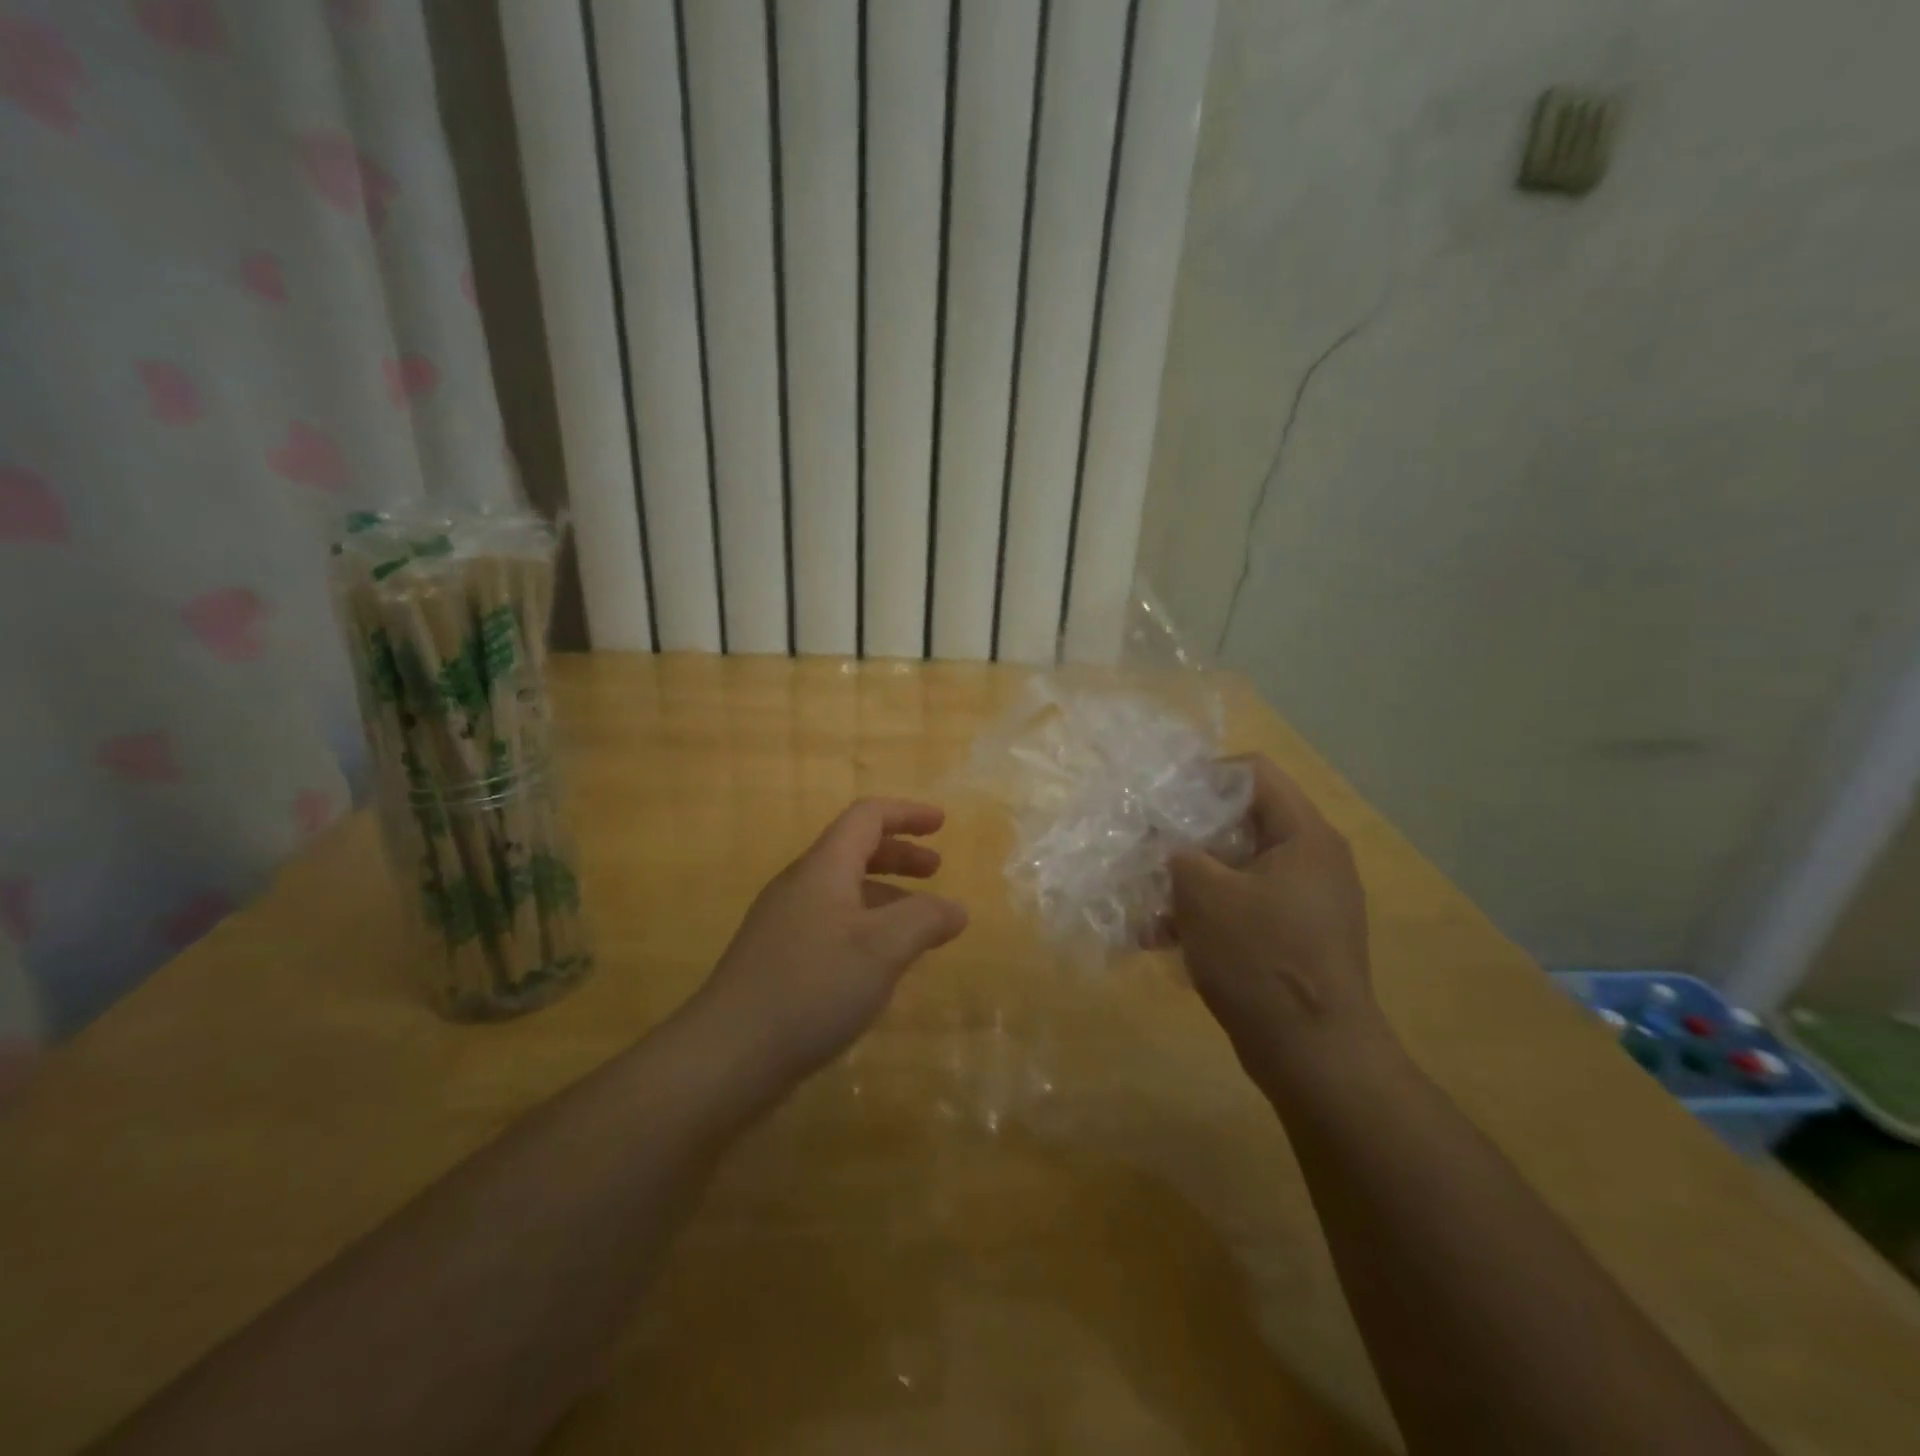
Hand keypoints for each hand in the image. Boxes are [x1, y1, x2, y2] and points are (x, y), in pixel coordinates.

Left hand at [695, 799, 968, 1083]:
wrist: (726, 1056)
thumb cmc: (812, 987)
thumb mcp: (882, 948)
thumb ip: (925, 920)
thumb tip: (955, 908)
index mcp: (823, 868)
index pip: (866, 817)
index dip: (906, 814)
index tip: (942, 823)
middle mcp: (801, 887)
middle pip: (854, 850)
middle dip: (899, 855)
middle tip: (936, 869)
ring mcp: (784, 924)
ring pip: (844, 891)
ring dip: (885, 894)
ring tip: (919, 923)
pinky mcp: (778, 960)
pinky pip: (832, 924)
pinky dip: (866, 926)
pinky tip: (880, 964)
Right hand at [1169, 755, 1379, 1095]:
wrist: (1315, 1057)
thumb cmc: (1260, 958)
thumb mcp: (1204, 894)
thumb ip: (1177, 851)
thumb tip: (1161, 836)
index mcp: (1303, 835)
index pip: (1252, 772)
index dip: (1201, 776)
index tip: (1158, 799)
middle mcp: (1311, 860)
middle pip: (1240, 821)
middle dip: (1186, 834)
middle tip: (1144, 845)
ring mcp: (1304, 903)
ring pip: (1235, 868)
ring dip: (1188, 880)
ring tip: (1142, 901)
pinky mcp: (1292, 939)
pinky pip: (1242, 908)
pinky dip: (1205, 914)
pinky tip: (1159, 938)